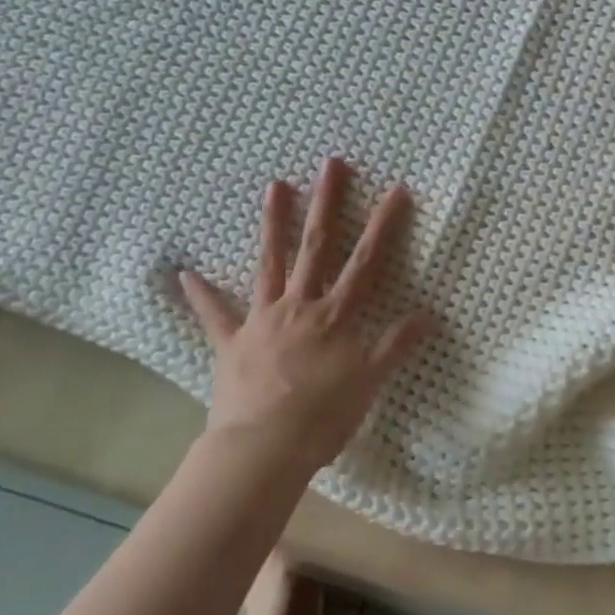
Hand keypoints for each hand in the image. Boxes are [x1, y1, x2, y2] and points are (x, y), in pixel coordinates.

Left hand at [180, 159, 434, 472]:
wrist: (262, 450)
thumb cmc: (322, 416)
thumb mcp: (370, 382)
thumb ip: (397, 344)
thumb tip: (429, 314)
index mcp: (335, 314)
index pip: (367, 260)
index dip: (383, 224)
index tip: (395, 189)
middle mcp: (300, 305)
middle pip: (317, 246)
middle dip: (327, 203)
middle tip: (330, 164)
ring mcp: (263, 320)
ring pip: (270, 262)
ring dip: (274, 223)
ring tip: (274, 185)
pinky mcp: (233, 343)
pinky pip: (215, 315)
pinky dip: (201, 295)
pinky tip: (186, 274)